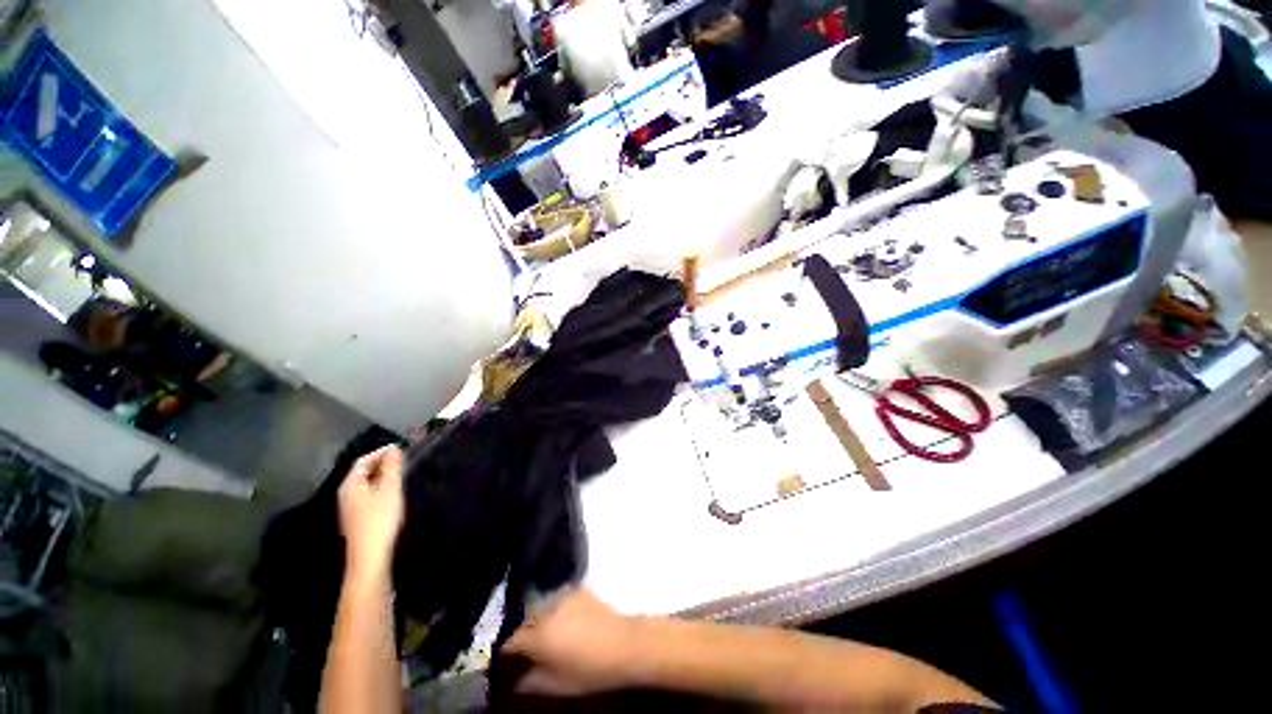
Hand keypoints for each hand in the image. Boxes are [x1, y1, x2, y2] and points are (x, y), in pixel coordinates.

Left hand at [337, 445, 404, 581]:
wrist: (370, 557)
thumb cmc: (380, 519)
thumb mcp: (390, 489)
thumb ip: (392, 467)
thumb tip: (393, 448)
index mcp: (351, 485)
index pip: (363, 460)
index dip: (381, 452)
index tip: (401, 449)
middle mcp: (347, 493)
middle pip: (363, 472)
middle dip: (382, 463)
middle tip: (403, 460)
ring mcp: (351, 507)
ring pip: (366, 484)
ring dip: (383, 476)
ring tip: (402, 474)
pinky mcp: (358, 518)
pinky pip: (369, 494)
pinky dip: (381, 487)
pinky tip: (394, 493)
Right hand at [502, 589, 643, 695]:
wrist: (625, 644)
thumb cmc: (592, 670)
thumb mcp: (561, 684)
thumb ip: (535, 682)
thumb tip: (519, 681)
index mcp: (541, 636)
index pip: (514, 639)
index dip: (510, 649)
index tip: (510, 656)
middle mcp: (549, 611)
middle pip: (529, 620)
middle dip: (529, 633)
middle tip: (536, 647)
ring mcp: (566, 596)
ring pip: (545, 607)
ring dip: (544, 618)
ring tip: (555, 632)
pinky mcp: (580, 589)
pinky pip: (562, 598)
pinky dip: (560, 608)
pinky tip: (569, 619)